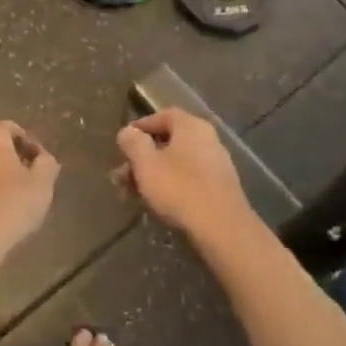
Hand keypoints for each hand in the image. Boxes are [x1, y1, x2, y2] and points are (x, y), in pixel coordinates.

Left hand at [0, 122, 59, 272]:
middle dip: (15, 159)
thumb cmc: (10, 205)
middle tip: (32, 180)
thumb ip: (47, 164)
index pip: (11, 128)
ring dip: (0, 177)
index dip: (30, 142)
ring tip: (17, 199)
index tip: (42, 163)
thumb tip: (44, 158)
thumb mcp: (41, 184)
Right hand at [115, 110, 253, 240]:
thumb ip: (133, 143)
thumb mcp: (146, 163)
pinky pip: (190, 179)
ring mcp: (217, 164)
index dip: (140, 127)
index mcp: (191, 126)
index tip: (123, 143)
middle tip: (122, 175)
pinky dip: (171, 185)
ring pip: (178, 163)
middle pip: (169, 141)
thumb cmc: (179, 189)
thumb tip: (127, 132)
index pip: (162, 116)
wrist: (223, 229)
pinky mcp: (221, 188)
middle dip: (143, 157)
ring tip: (133, 193)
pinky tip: (158, 203)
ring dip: (154, 174)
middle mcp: (208, 139)